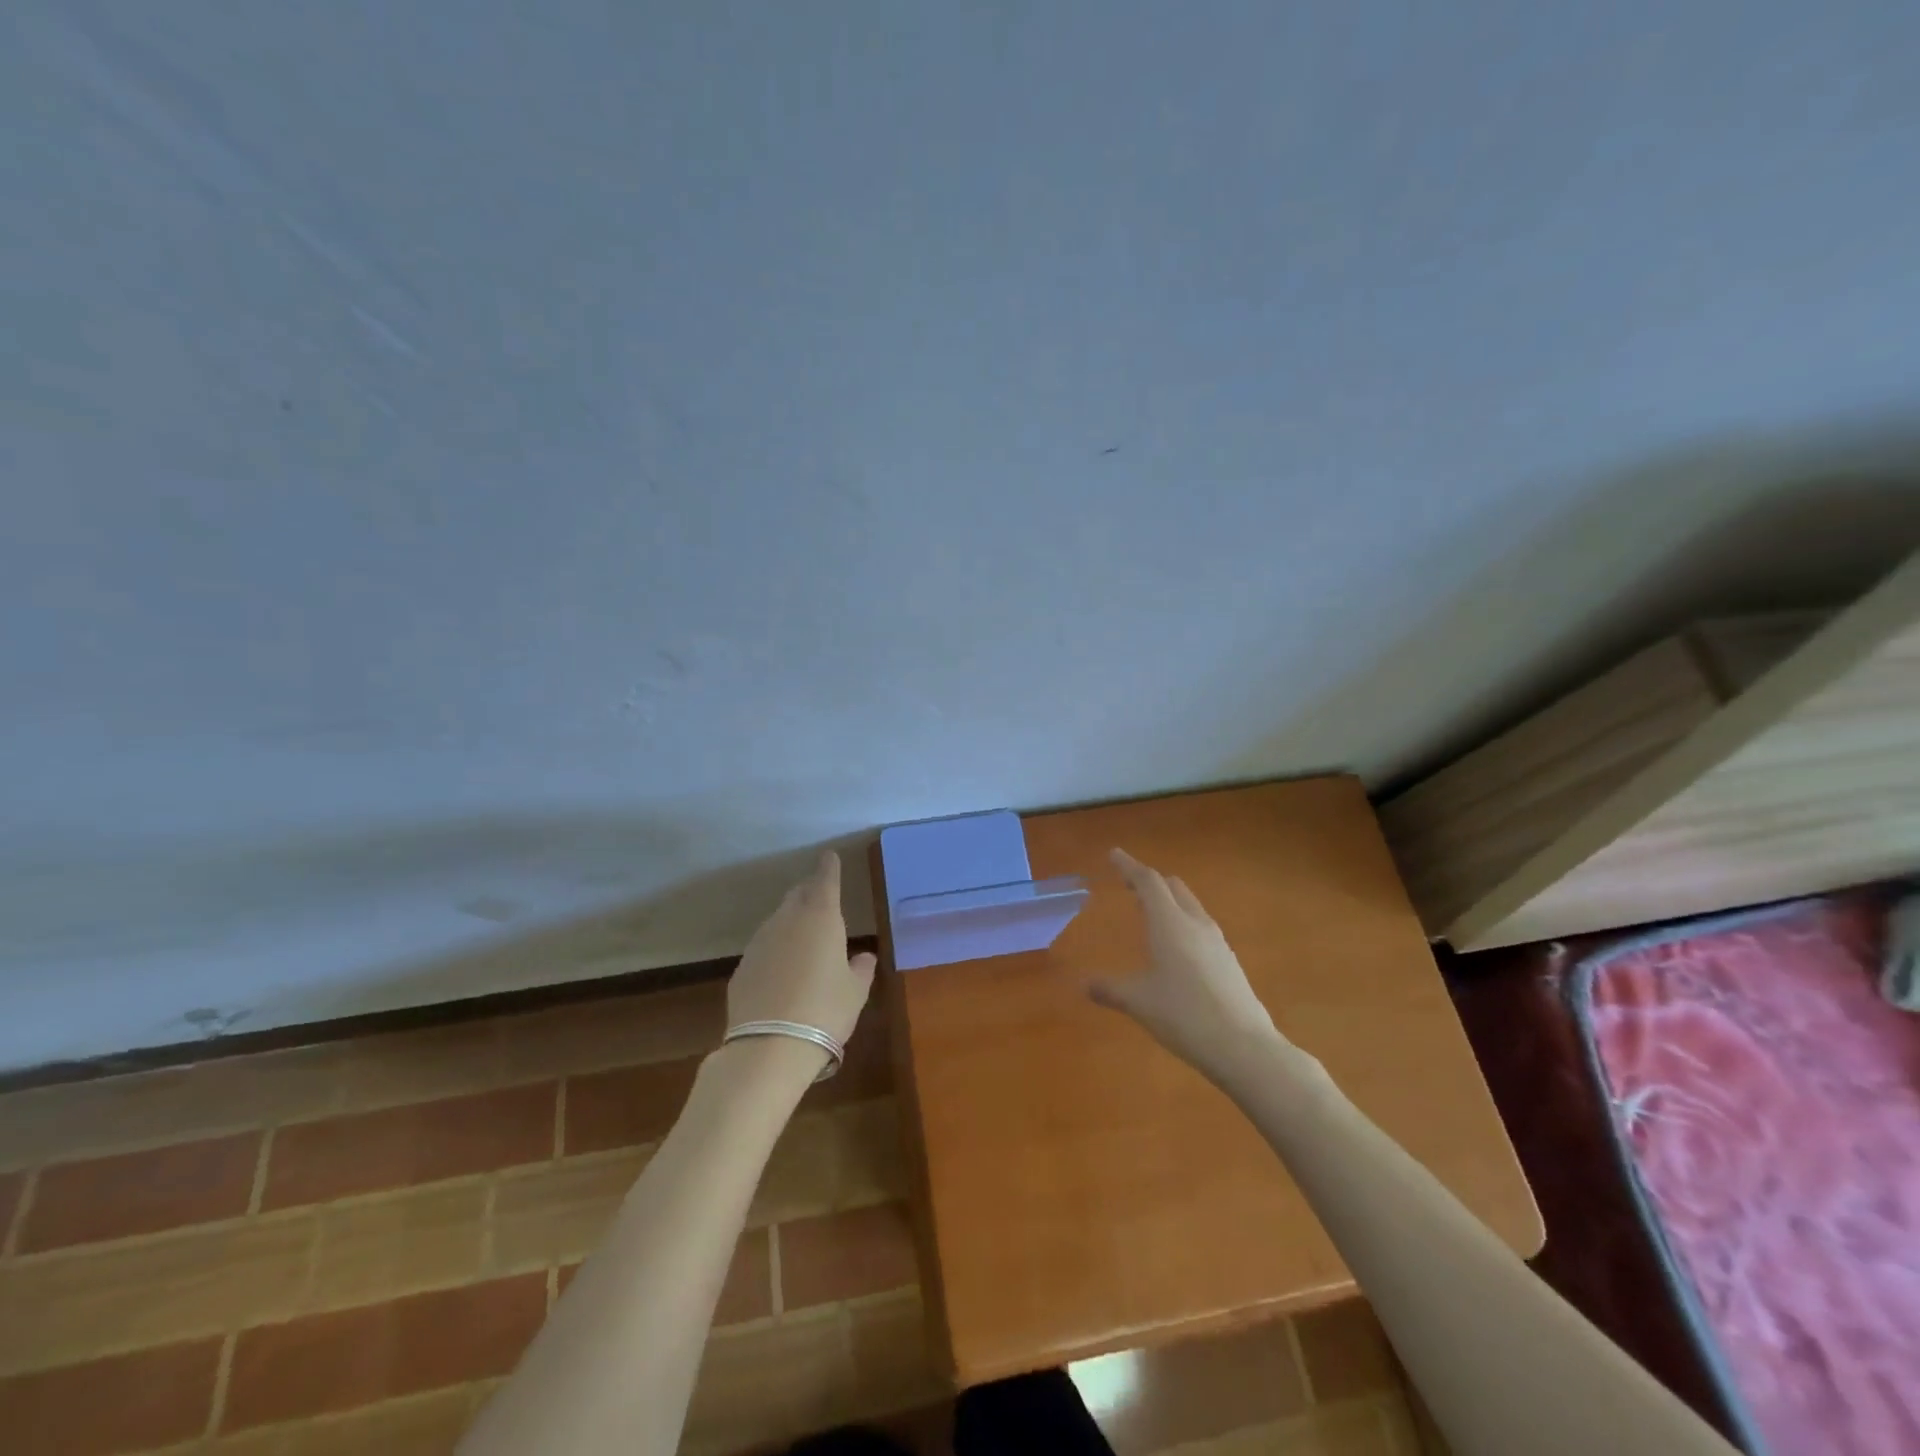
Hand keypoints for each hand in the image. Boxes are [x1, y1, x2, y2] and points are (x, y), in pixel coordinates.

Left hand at [728, 850, 875, 1045]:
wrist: (770, 1047)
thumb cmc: (825, 1010)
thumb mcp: (855, 991)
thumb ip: (861, 968)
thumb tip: (863, 956)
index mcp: (821, 917)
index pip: (825, 880)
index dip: (829, 867)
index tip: (829, 856)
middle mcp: (787, 920)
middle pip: (798, 895)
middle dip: (809, 892)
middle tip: (821, 897)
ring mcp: (760, 942)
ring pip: (778, 920)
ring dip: (791, 921)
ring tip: (804, 938)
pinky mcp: (742, 967)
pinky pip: (764, 947)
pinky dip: (776, 949)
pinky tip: (783, 970)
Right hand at [1089, 848, 1285, 1071]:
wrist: (1243, 1047)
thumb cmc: (1184, 1015)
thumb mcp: (1139, 1002)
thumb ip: (1110, 989)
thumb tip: (1084, 984)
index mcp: (1169, 923)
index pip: (1147, 881)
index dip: (1129, 866)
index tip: (1113, 854)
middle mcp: (1195, 924)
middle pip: (1173, 888)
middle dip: (1150, 882)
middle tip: (1129, 885)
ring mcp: (1217, 942)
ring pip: (1190, 906)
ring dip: (1169, 902)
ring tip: (1151, 913)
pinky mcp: (1229, 961)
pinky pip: (1201, 928)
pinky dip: (1182, 923)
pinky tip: (1176, 948)